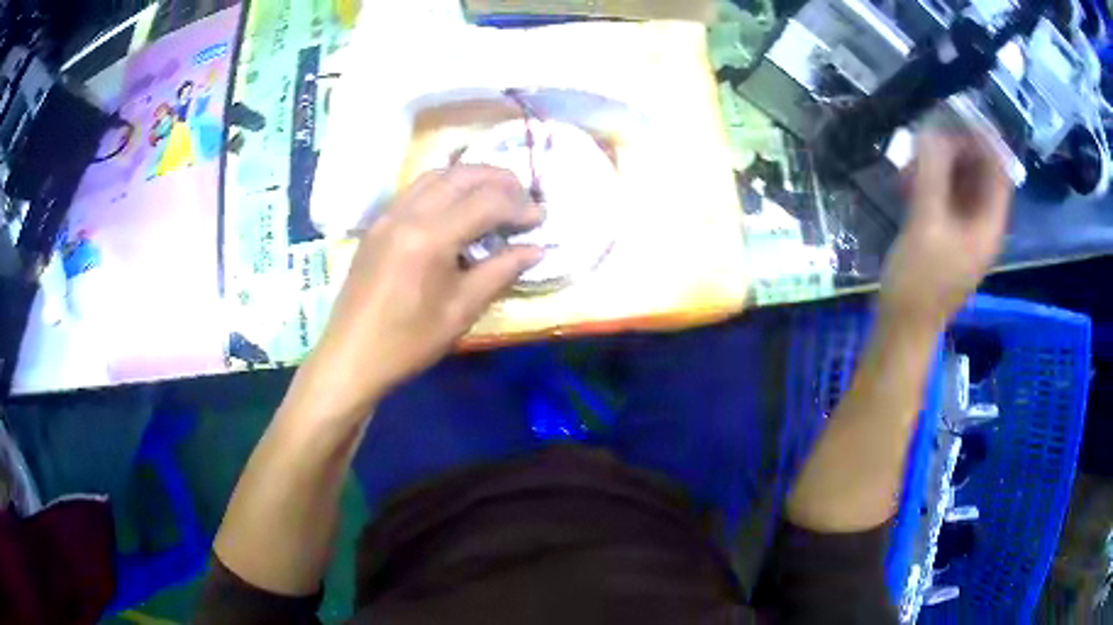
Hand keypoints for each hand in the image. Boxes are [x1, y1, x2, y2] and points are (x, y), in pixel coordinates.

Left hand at [288, 166, 544, 421]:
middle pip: (461, 175)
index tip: (541, 218)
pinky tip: (457, 206)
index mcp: (430, 236)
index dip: (519, 206)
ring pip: (436, 175)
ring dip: (471, 177)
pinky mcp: (377, 225)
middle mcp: (407, 213)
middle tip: (524, 198)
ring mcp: (388, 215)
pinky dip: (445, 186)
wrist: (352, 356)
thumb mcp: (461, 311)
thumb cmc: (409, 341)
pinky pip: (416, 189)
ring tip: (496, 195)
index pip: (486, 201)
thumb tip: (536, 249)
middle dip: (499, 179)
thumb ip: (500, 272)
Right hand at [880, 132, 1011, 329]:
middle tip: (924, 138)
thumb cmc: (918, 282)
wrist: (902, 328)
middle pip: (978, 174)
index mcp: (988, 225)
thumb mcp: (926, 224)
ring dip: (936, 167)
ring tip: (908, 163)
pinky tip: (906, 183)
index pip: (998, 170)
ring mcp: (964, 232)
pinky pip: (944, 199)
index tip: (957, 114)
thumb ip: (931, 174)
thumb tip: (931, 130)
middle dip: (953, 151)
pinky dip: (929, 184)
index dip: (983, 140)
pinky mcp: (947, 237)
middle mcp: (982, 225)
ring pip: (959, 185)